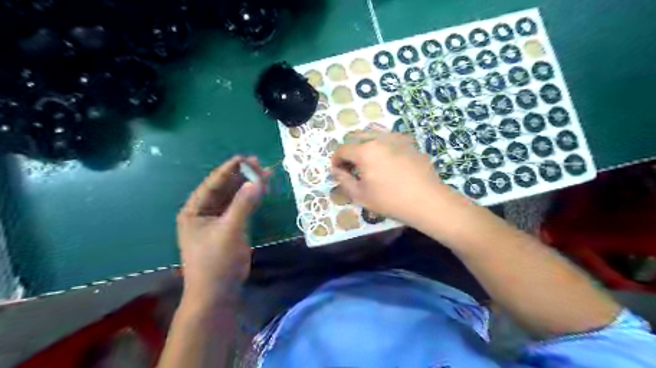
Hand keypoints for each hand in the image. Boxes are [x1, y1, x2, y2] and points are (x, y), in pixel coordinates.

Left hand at [175, 157, 269, 305]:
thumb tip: (256, 182)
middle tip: (259, 164)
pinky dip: (250, 200)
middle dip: (241, 177)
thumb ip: (243, 205)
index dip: (229, 170)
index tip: (245, 158)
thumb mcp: (229, 230)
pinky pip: (239, 208)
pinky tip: (260, 191)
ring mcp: (216, 221)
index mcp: (193, 211)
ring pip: (233, 198)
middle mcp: (203, 212)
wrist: (217, 293)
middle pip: (224, 189)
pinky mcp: (228, 228)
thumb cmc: (216, 261)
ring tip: (264, 174)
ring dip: (247, 187)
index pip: (212, 184)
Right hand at [333, 130, 451, 225]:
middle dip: (349, 150)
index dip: (336, 160)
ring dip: (365, 144)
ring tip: (369, 161)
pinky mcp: (409, 142)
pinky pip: (389, 138)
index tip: (338, 171)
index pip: (342, 149)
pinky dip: (382, 146)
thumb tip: (336, 170)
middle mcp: (379, 138)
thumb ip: (343, 180)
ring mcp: (396, 138)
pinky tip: (388, 161)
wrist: (427, 200)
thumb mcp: (360, 195)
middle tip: (352, 166)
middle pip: (356, 136)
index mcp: (364, 151)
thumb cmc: (390, 200)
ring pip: (374, 134)